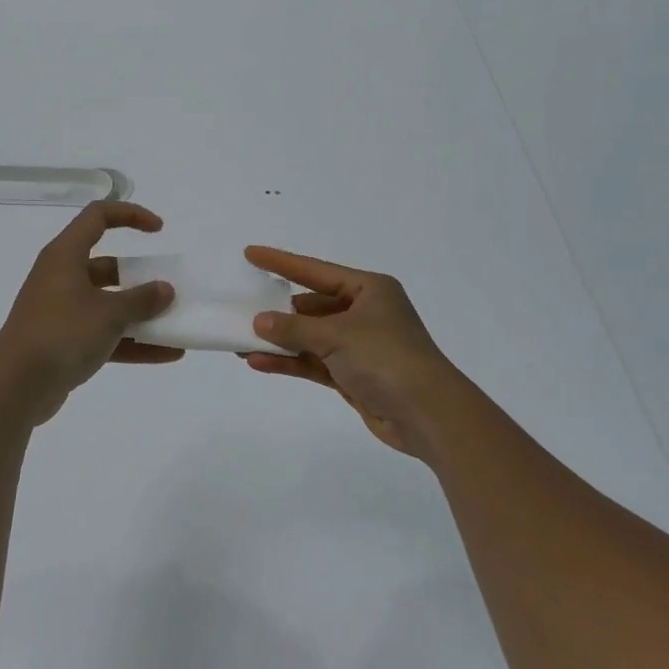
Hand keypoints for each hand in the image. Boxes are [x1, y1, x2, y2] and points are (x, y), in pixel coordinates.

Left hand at [0, 202, 181, 417]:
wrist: (16, 386)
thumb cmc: (62, 333)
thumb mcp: (109, 313)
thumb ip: (141, 299)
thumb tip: (164, 289)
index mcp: (65, 255)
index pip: (98, 216)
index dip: (130, 215)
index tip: (159, 230)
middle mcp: (61, 278)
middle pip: (107, 266)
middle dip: (140, 277)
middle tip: (168, 288)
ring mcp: (62, 312)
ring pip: (108, 304)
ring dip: (140, 314)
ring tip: (176, 324)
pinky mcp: (64, 342)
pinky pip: (104, 335)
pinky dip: (132, 342)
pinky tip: (167, 355)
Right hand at [240, 246, 466, 459]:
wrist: (427, 414)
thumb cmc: (386, 358)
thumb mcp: (336, 336)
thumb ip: (294, 328)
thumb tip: (259, 321)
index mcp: (368, 289)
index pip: (315, 271)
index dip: (281, 262)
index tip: (251, 254)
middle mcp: (364, 312)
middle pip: (312, 305)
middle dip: (278, 310)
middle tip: (242, 308)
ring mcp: (358, 345)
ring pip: (310, 337)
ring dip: (280, 340)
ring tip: (241, 341)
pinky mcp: (353, 374)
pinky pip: (314, 362)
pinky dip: (290, 362)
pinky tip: (260, 362)